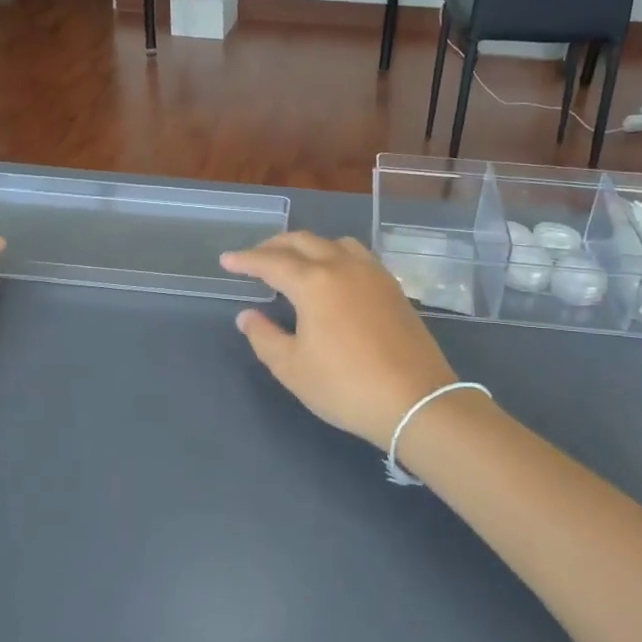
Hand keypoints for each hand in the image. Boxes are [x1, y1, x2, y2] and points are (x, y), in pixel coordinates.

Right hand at [222, 233, 459, 448]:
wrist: (415, 400)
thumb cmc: (345, 386)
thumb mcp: (292, 368)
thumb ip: (264, 336)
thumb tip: (248, 315)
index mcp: (314, 282)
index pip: (271, 262)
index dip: (246, 260)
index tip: (226, 261)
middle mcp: (343, 266)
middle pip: (303, 242)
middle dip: (274, 246)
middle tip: (254, 258)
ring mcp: (373, 274)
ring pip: (334, 243)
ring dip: (308, 246)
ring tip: (294, 262)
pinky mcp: (393, 287)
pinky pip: (357, 255)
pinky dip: (335, 254)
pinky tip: (333, 276)